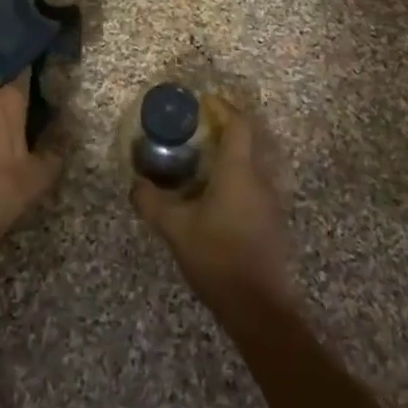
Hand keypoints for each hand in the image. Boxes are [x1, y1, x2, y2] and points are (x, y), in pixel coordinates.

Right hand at [130, 98, 291, 310]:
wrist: (259, 306)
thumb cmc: (217, 256)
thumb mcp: (175, 228)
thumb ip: (152, 202)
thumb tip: (135, 184)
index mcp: (239, 170)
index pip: (238, 124)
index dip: (223, 107)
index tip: (204, 101)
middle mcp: (260, 178)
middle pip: (248, 140)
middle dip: (226, 128)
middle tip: (198, 128)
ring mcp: (270, 201)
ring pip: (252, 163)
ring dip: (231, 154)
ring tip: (202, 160)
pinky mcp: (272, 221)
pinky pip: (254, 184)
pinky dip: (236, 177)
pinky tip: (215, 195)